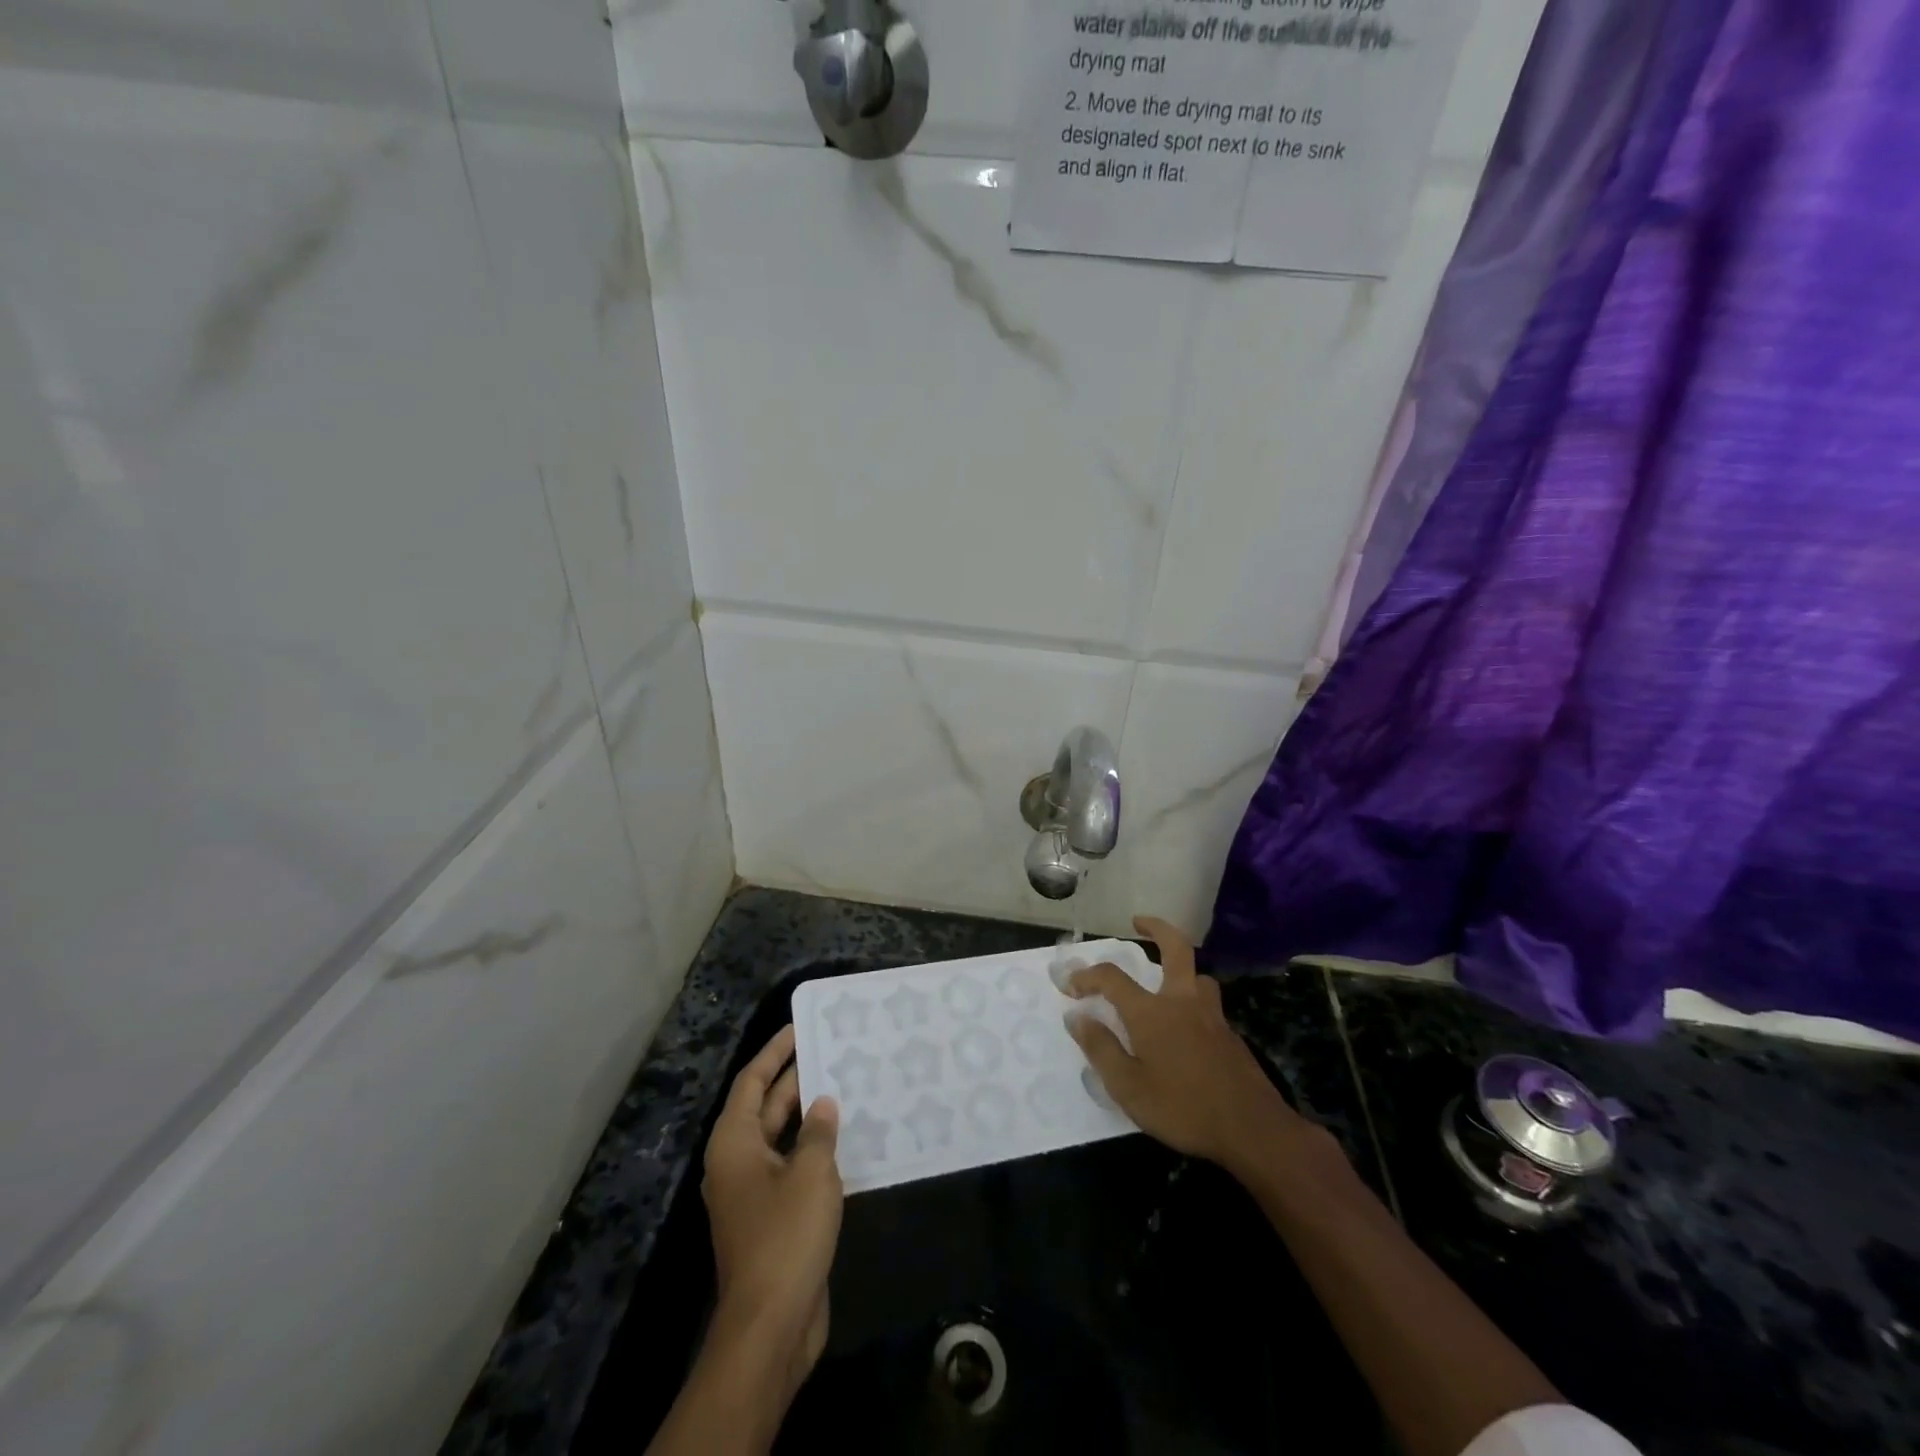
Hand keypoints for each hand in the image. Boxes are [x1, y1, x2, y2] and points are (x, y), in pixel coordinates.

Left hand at [701, 1025, 842, 1391]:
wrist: (771, 1326)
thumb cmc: (785, 1237)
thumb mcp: (811, 1173)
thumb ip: (818, 1132)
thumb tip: (822, 1103)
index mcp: (734, 1143)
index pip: (752, 1081)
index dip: (775, 1052)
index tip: (800, 1026)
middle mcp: (738, 1162)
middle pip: (766, 1107)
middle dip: (796, 1079)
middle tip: (831, 1050)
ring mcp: (754, 1193)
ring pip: (782, 1138)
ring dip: (809, 1115)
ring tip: (844, 1085)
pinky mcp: (772, 1218)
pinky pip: (792, 1167)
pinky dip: (814, 1149)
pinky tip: (846, 1139)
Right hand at [1065, 917, 1337, 1177]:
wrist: (1253, 1130)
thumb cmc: (1182, 1108)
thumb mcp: (1128, 1087)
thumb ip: (1101, 1048)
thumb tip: (1076, 1018)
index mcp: (1152, 1012)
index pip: (1112, 977)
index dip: (1087, 976)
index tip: (1070, 985)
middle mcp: (1182, 1002)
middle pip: (1175, 948)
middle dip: (1156, 928)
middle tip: (1138, 921)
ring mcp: (1212, 1016)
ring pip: (1198, 976)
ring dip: (1181, 969)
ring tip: (1166, 982)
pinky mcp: (1231, 1036)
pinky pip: (1208, 1005)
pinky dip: (1192, 1002)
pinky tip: (1187, 1029)